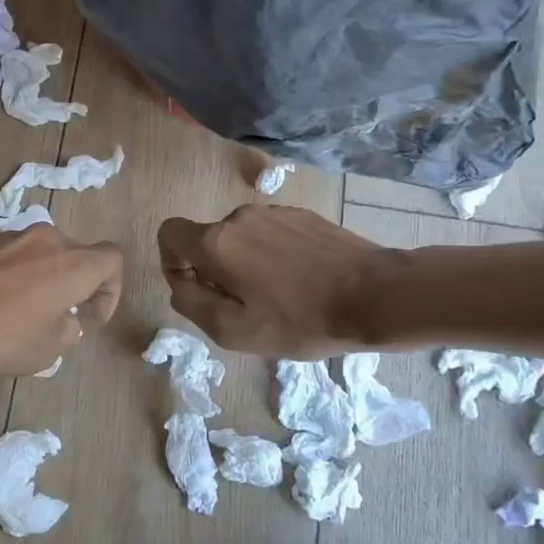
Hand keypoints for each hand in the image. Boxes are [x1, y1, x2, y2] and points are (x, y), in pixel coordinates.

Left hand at [0, 225, 124, 376]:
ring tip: (28, 315)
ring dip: (47, 280)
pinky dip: (18, 278)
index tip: (91, 318)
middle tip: (63, 319)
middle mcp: (45, 240)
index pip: (112, 259)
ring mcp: (10, 238)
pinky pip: (14, 258)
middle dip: (78, 285)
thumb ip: (67, 333)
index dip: (111, 290)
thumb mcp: (45, 351)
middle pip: (77, 254)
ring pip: (44, 254)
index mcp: (72, 263)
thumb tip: (65, 321)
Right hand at [158, 205, 403, 356]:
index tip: (198, 291)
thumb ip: (191, 304)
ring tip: (278, 297)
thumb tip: (180, 285)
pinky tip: (301, 282)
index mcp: (217, 242)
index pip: (169, 234)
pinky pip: (270, 235)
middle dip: (213, 272)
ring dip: (244, 265)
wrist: (375, 295)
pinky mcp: (303, 216)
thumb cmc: (299, 319)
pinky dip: (272, 257)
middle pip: (207, 241)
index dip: (172, 263)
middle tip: (246, 307)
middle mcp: (240, 217)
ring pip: (240, 239)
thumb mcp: (233, 331)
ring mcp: (274, 213)